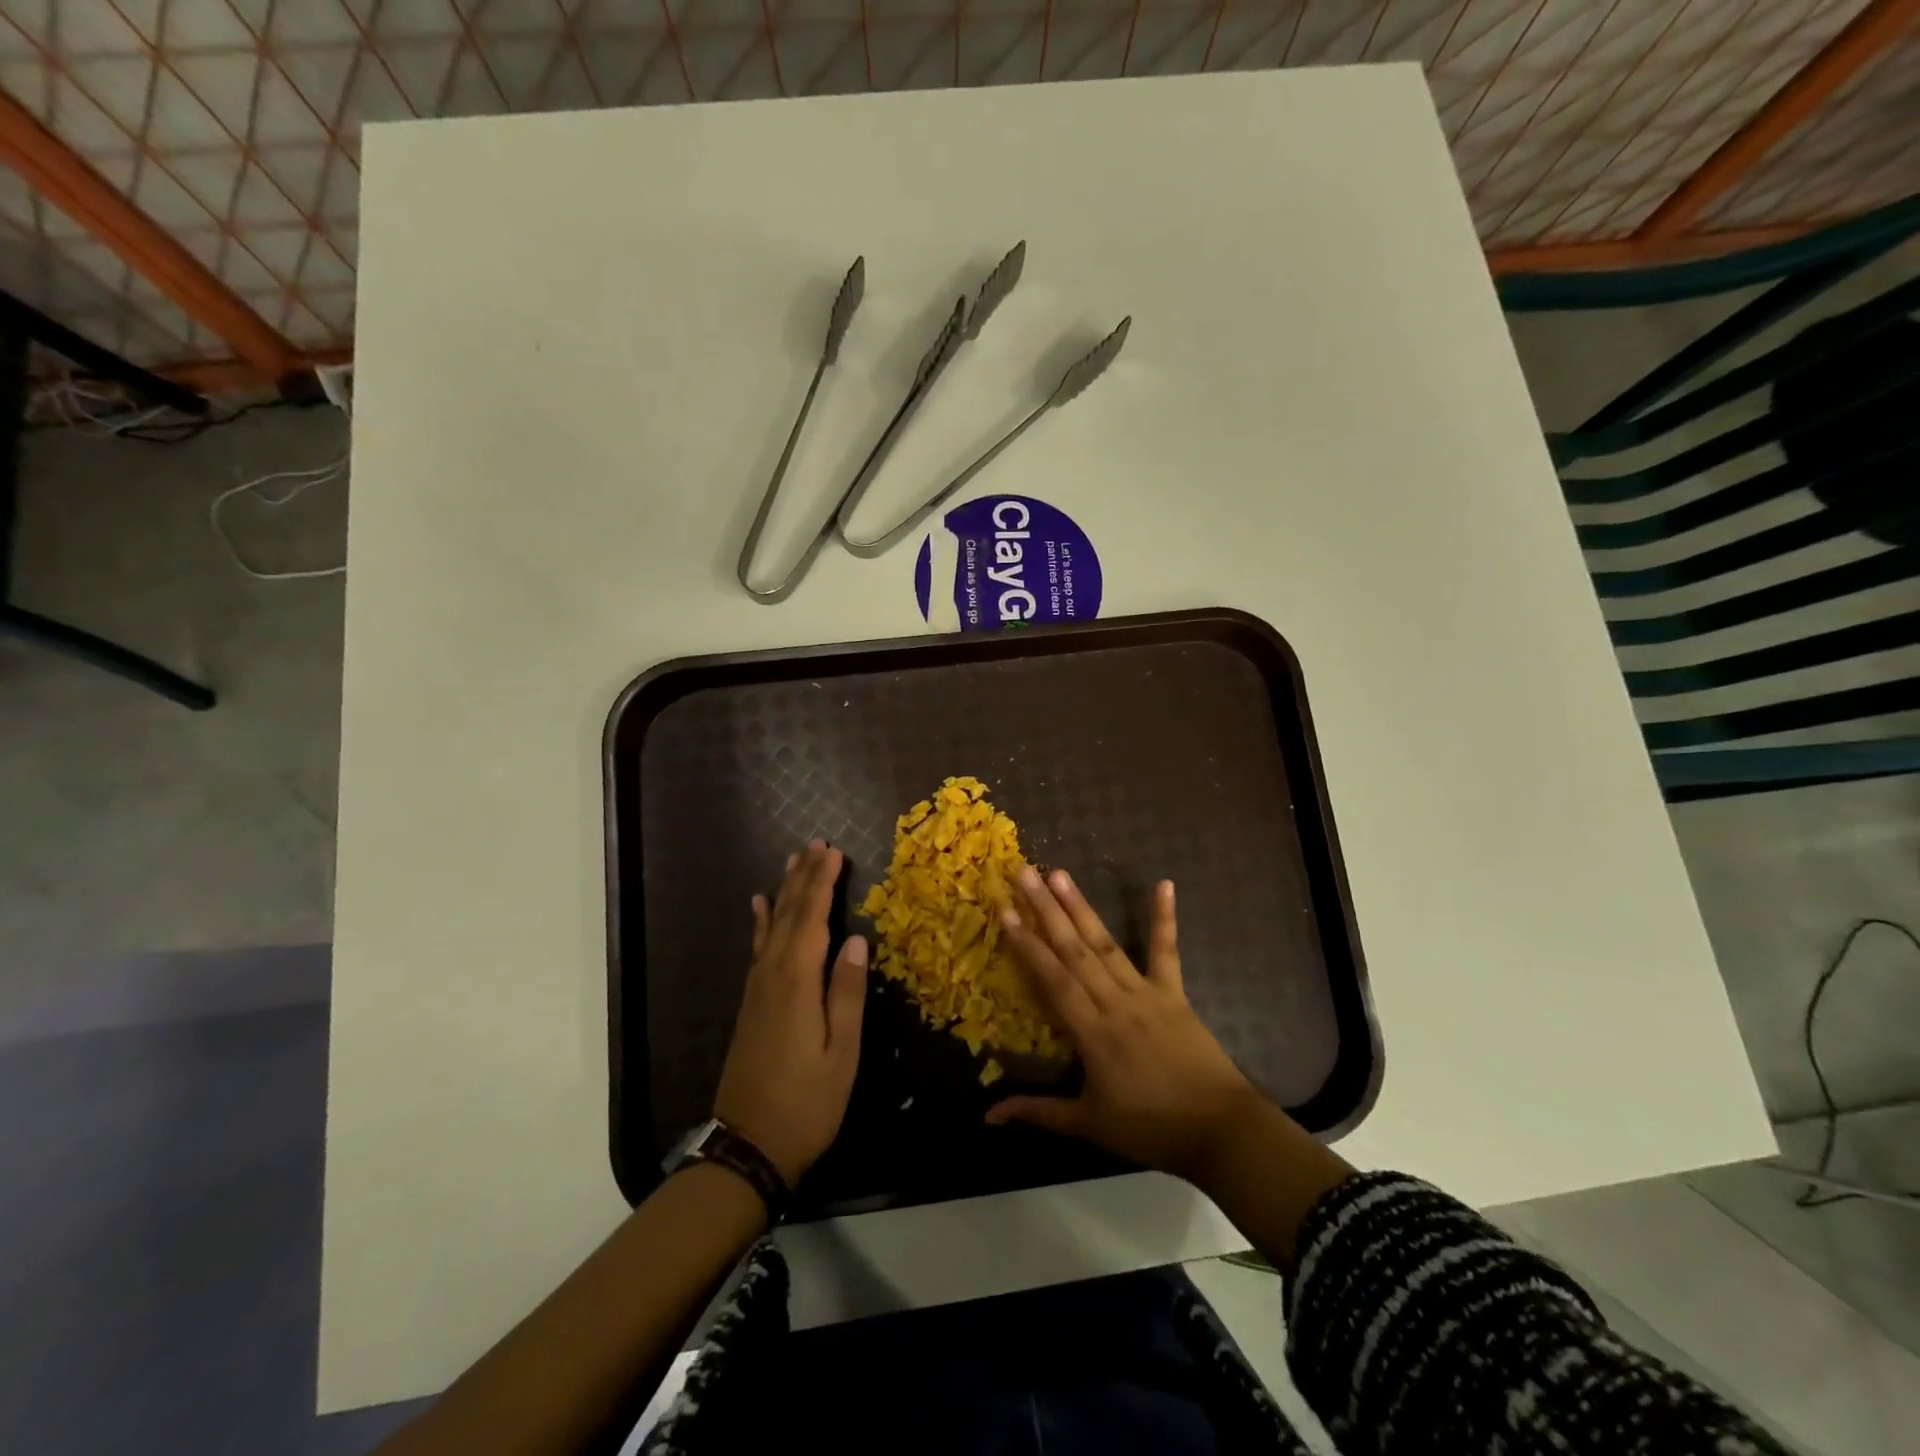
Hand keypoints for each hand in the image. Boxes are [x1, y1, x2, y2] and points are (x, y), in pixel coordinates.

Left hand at [713, 840, 866, 1187]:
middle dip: (804, 877)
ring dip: (785, 891)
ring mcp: (758, 988)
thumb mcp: (841, 1052)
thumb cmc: (807, 1102)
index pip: (812, 919)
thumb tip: (855, 941)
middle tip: (816, 843)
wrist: (748, 1146)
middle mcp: (772, 975)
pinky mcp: (752, 1002)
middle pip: (790, 915)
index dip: (823, 883)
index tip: (834, 851)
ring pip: (773, 927)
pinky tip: (760, 907)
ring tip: (792, 861)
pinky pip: (758, 947)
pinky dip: (762, 922)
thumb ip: (846, 994)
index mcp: (797, 983)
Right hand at [986, 867, 1261, 1182]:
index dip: (1027, 945)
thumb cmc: (1151, 1128)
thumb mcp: (1089, 1125)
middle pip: (1075, 951)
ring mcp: (1146, 993)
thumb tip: (988, 1116)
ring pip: (1106, 944)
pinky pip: (1167, 951)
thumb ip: (1039, 1112)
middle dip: (1046, 910)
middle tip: (1024, 873)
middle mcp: (1115, 1003)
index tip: (1005, 910)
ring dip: (1081, 907)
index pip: (1053, 981)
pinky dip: (1164, 917)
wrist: (1220, 1130)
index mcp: (1093, 1034)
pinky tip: (1164, 884)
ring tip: (1060, 874)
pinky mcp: (1174, 992)